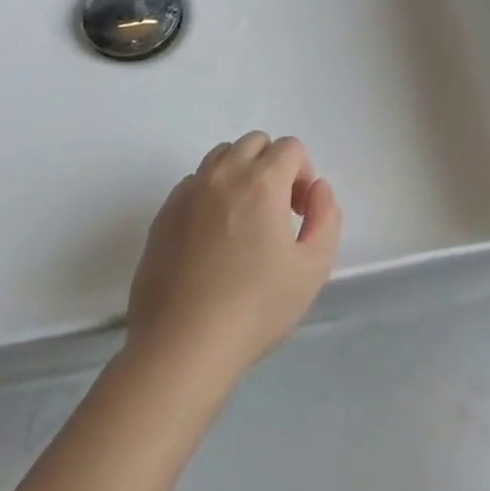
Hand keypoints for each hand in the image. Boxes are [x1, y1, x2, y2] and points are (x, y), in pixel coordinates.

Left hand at [124, 132, 342, 389]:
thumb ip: (326, 216)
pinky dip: (210, 193)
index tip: (299, 213)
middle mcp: (223, 175)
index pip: (290, 147)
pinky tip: (212, 237)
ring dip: (240, 173)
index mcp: (262, 182)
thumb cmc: (255, 309)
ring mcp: (188, 193)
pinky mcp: (163, 215)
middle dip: (273, 166)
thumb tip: (316, 188)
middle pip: (255, 142)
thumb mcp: (313, 268)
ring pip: (221, 157)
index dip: (303, 174)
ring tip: (244, 220)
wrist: (181, 348)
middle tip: (276, 212)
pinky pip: (193, 182)